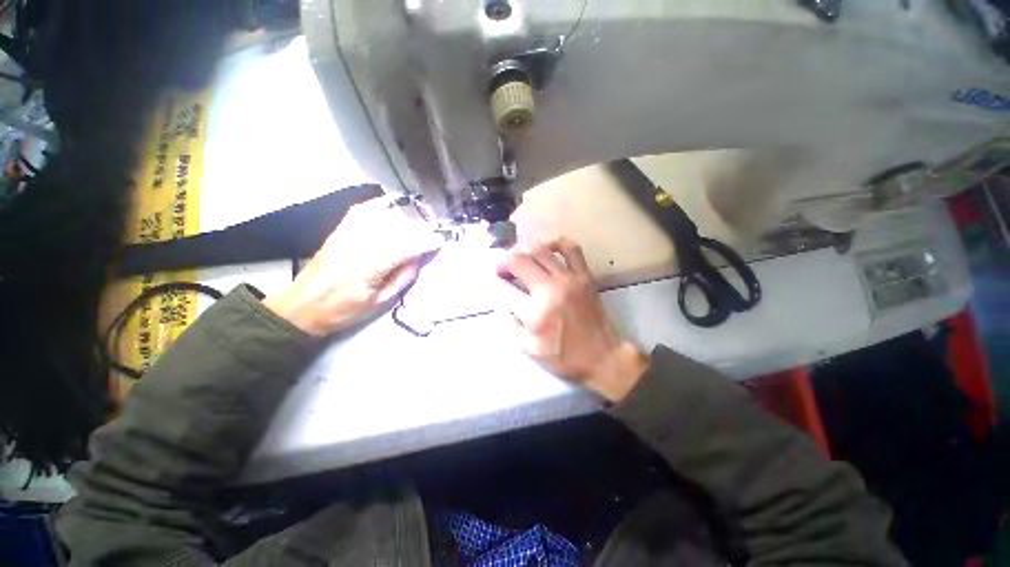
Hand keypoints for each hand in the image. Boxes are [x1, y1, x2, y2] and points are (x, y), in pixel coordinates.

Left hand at [264, 197, 442, 335]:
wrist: (302, 306)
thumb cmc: (344, 310)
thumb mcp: (380, 302)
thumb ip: (402, 278)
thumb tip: (417, 259)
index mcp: (370, 266)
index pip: (406, 247)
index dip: (427, 242)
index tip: (442, 241)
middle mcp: (360, 243)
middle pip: (397, 228)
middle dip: (420, 229)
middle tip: (434, 233)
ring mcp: (348, 233)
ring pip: (383, 216)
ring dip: (405, 217)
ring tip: (420, 222)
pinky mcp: (340, 230)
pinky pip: (363, 210)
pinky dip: (380, 205)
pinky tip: (392, 204)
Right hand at [497, 237, 648, 402]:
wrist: (602, 356)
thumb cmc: (563, 356)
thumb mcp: (528, 349)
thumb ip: (509, 323)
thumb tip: (501, 299)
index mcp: (535, 313)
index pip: (505, 288)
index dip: (496, 282)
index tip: (495, 281)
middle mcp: (550, 290)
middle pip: (518, 261)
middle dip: (504, 262)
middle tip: (503, 269)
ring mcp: (570, 279)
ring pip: (540, 250)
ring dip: (523, 251)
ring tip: (520, 259)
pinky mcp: (584, 275)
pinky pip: (570, 248)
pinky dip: (555, 242)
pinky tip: (546, 247)